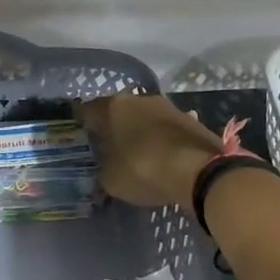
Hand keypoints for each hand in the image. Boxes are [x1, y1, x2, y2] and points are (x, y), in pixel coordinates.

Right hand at [76, 94, 223, 210]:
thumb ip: (103, 171)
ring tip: (136, 151)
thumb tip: (105, 169)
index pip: (88, 111)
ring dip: (140, 131)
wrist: (200, 170)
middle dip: (113, 126)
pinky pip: (166, 129)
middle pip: (119, 111)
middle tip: (107, 145)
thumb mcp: (112, 180)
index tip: (79, 134)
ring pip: (145, 118)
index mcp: (114, 107)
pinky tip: (162, 156)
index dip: (82, 123)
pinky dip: (161, 139)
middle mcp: (140, 99)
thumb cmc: (144, 169)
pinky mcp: (190, 120)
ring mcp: (168, 107)